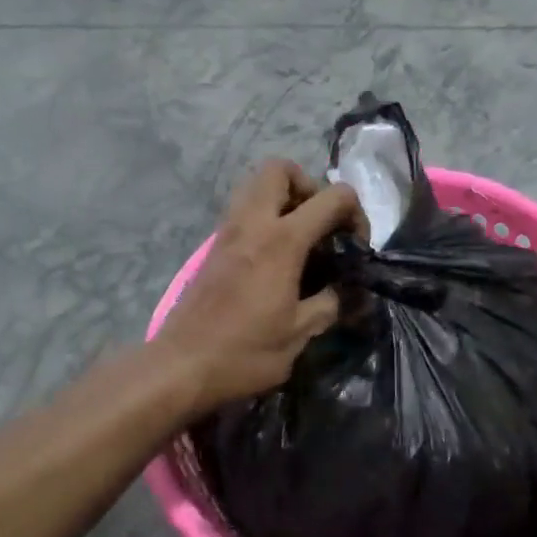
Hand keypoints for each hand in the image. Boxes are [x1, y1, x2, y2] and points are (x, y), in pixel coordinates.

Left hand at [156, 159, 364, 413]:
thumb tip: (348, 293)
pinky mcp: (214, 247)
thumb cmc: (245, 352)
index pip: (332, 198)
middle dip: (309, 187)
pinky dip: (264, 218)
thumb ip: (331, 304)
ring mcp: (228, 232)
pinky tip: (276, 258)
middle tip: (321, 224)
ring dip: (284, 199)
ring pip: (256, 185)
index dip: (355, 214)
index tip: (356, 248)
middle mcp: (253, 223)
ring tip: (300, 238)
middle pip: (281, 169)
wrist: (181, 366)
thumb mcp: (300, 333)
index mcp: (282, 240)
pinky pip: (243, 210)